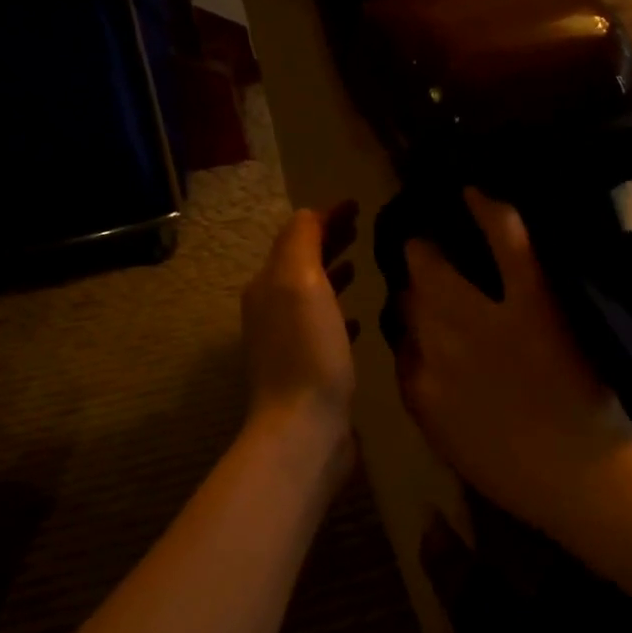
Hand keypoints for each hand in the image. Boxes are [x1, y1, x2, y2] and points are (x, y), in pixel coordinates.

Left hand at [243, 201, 358, 478]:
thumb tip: (310, 215)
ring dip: (334, 275)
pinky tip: (360, 321)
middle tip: (362, 229)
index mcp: (268, 285)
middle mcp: (271, 310)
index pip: (296, 236)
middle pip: (301, 264)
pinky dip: (340, 314)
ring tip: (362, 265)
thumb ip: (302, 242)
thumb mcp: (301, 283)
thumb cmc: (308, 351)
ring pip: (312, 296)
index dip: (325, 217)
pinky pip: (324, 329)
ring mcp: (287, 343)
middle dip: (328, 242)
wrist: (304, 427)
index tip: (357, 205)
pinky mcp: (307, 370)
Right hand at [397, 189, 631, 530]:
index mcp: (420, 387)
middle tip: (420, 263)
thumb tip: (415, 357)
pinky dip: (490, 211)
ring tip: (428, 237)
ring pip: (437, 269)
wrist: (578, 473)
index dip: (405, 319)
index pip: (399, 339)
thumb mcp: (450, 440)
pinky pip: (505, 244)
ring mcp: (483, 319)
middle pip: (411, 297)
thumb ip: (425, 397)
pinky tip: (473, 192)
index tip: (413, 311)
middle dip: (412, 278)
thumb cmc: (515, 470)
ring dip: (429, 249)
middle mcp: (439, 345)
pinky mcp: (529, 302)